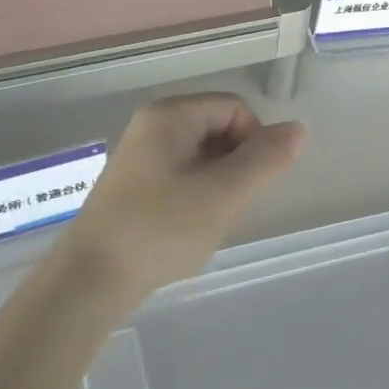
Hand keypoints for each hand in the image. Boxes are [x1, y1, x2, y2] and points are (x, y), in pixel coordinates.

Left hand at [63, 93, 305, 294]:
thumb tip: (298, 128)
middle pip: (220, 128)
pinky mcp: (135, 183)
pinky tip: (188, 226)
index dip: (254, 142)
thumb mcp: (223, 195)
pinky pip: (183, 174)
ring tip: (206, 220)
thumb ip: (265, 160)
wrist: (91, 280)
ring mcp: (141, 154)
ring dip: (218, 184)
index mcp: (170, 115)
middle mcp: (153, 125)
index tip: (245, 186)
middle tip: (226, 206)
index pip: (236, 109)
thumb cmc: (160, 230)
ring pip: (204, 155)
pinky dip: (197, 195)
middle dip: (236, 165)